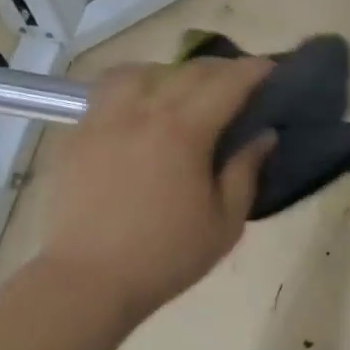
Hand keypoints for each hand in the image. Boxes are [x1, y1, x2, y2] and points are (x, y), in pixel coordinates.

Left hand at [39, 56, 276, 321]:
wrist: (87, 281)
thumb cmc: (164, 256)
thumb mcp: (224, 223)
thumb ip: (246, 172)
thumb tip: (264, 134)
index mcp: (184, 132)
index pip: (227, 83)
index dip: (253, 71)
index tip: (271, 68)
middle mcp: (143, 112)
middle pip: (187, 71)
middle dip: (219, 69)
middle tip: (237, 81)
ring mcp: (104, 119)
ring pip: (141, 71)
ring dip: (171, 72)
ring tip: (180, 90)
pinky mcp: (78, 134)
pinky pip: (106, 92)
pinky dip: (131, 87)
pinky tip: (138, 109)